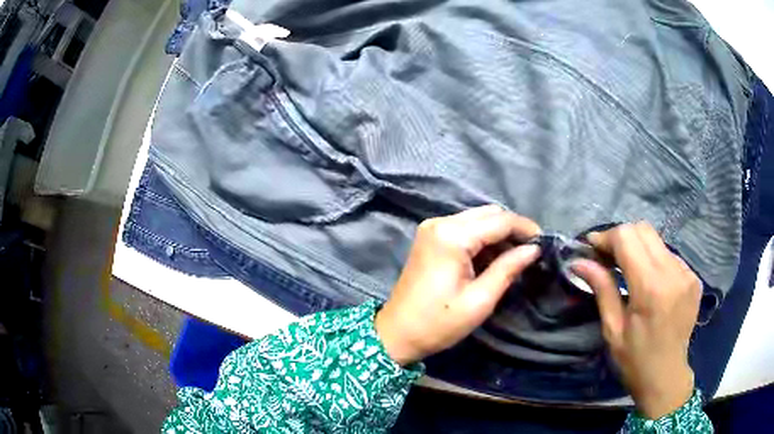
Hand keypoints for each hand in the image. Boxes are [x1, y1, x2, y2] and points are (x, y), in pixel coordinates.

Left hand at [375, 205, 540, 365]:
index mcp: (452, 236)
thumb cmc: (439, 323)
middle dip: (512, 229)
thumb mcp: (480, 300)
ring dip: (498, 234)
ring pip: (477, 219)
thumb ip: (508, 268)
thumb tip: (534, 249)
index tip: (545, 242)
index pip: (499, 220)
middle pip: (488, 214)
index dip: (525, 228)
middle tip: (531, 251)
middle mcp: (440, 223)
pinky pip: (464, 229)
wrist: (397, 333)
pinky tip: (493, 258)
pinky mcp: (430, 237)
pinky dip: (482, 239)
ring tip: (515, 257)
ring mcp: (432, 228)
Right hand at [572, 222, 701, 419]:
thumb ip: (602, 289)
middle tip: (608, 257)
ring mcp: (687, 273)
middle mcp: (673, 272)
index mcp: (650, 288)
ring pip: (657, 240)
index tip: (592, 247)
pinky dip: (655, 260)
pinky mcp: (694, 277)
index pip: (627, 237)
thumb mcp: (613, 329)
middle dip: (621, 237)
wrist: (667, 376)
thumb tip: (579, 262)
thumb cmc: (635, 359)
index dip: (606, 237)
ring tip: (628, 269)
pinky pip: (670, 255)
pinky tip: (650, 281)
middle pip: (643, 229)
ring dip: (639, 248)